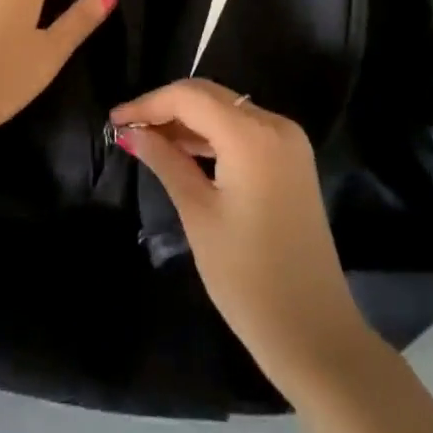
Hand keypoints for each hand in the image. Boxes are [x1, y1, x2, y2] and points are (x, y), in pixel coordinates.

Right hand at [110, 79, 369, 393]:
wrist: (317, 336)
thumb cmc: (249, 279)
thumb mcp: (199, 216)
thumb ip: (165, 162)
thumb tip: (131, 131)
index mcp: (252, 135)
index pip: (189, 97)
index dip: (148, 103)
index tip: (115, 118)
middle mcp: (274, 124)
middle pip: (209, 96)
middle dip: (167, 107)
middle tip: (128, 127)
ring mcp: (288, 140)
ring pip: (226, 110)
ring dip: (189, 120)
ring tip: (148, 139)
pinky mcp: (292, 159)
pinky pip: (243, 129)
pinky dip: (213, 135)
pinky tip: (184, 151)